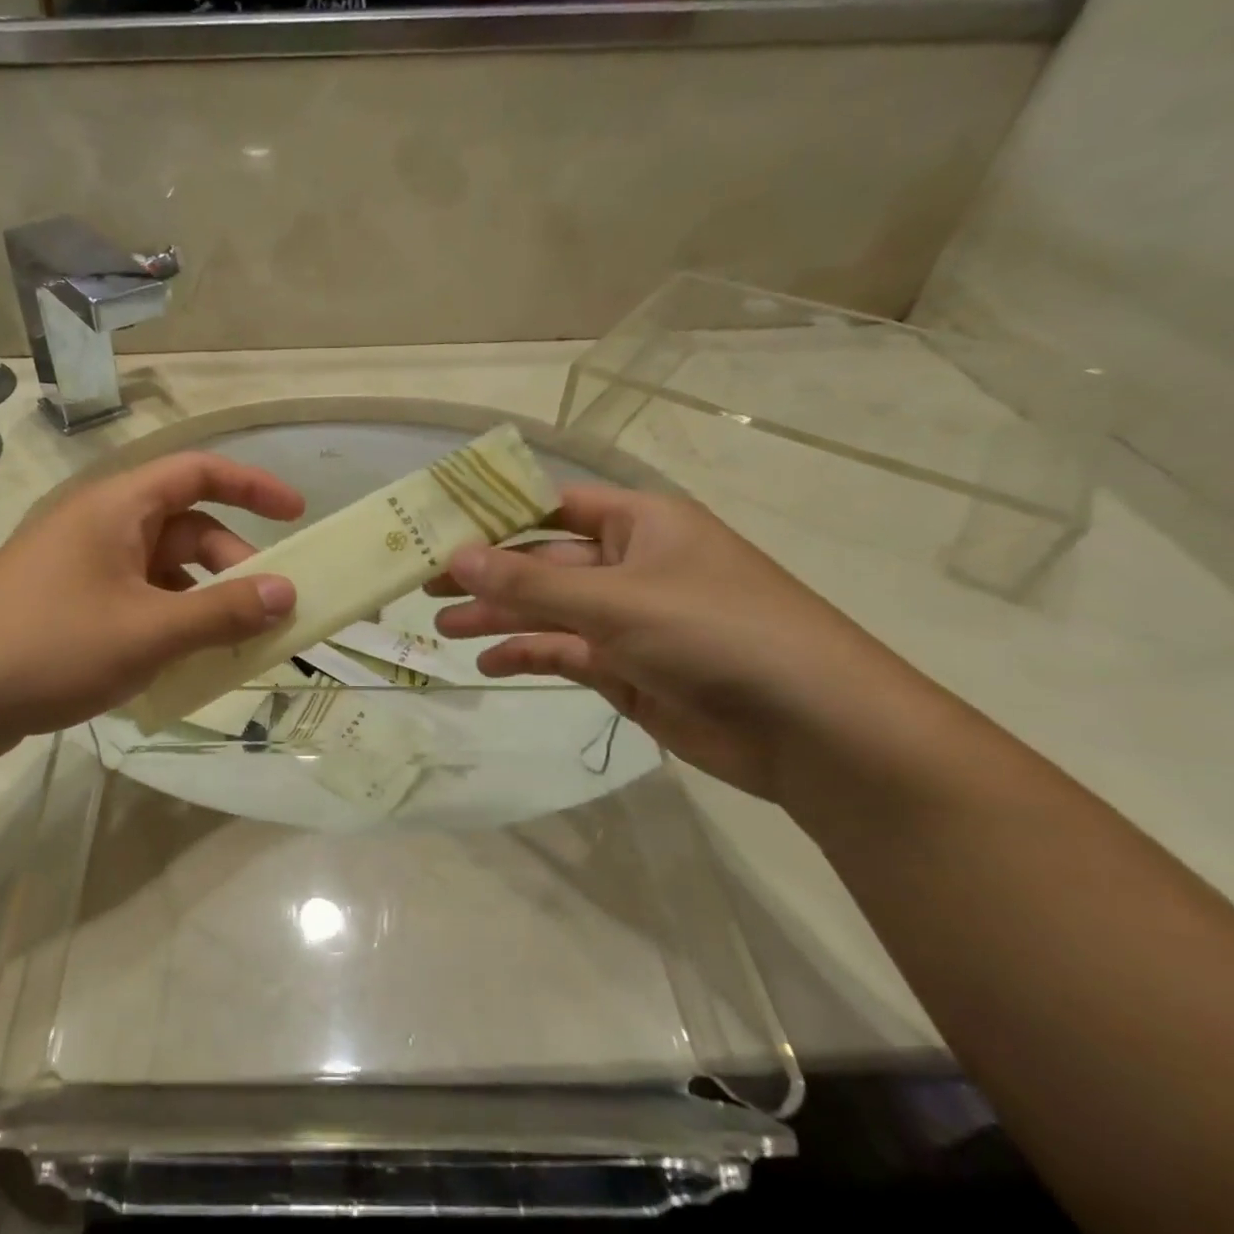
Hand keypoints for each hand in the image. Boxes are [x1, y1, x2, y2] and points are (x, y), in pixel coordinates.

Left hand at [0, 453, 301, 748]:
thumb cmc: (47, 647)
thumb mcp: (147, 631)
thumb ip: (222, 612)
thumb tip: (287, 593)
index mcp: (116, 508)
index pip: (197, 472)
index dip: (252, 485)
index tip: (297, 514)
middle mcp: (100, 528)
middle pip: (185, 528)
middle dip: (232, 563)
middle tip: (267, 611)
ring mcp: (81, 569)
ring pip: (162, 572)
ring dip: (202, 601)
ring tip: (231, 646)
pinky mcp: (68, 608)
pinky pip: (137, 603)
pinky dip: (169, 623)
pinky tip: (182, 664)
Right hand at [430, 485, 914, 798]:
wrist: (810, 727)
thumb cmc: (716, 633)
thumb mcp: (616, 601)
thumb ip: (530, 584)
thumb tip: (455, 556)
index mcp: (640, 524)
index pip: (554, 506)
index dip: (496, 514)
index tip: (440, 526)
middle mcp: (632, 565)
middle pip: (543, 562)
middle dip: (487, 574)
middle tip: (424, 585)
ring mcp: (629, 620)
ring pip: (548, 611)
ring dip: (498, 618)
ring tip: (442, 628)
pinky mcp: (627, 668)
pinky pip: (564, 653)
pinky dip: (528, 657)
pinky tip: (489, 665)